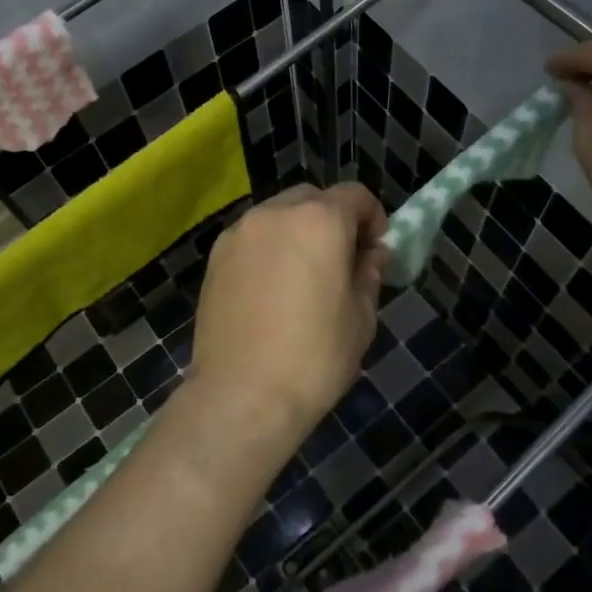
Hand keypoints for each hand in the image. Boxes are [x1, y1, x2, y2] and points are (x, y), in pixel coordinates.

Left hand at [191, 184, 388, 435]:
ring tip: (303, 276)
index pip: (355, 195)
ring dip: (298, 231)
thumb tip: (371, 255)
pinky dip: (269, 248)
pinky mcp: (215, 257)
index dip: (373, 218)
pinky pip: (252, 238)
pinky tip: (271, 289)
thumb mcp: (361, 317)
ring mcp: (240, 232)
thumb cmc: (314, 357)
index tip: (375, 250)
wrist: (242, 395)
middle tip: (341, 261)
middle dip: (333, 220)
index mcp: (319, 220)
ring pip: (279, 215)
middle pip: (313, 199)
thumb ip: (369, 274)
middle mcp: (276, 213)